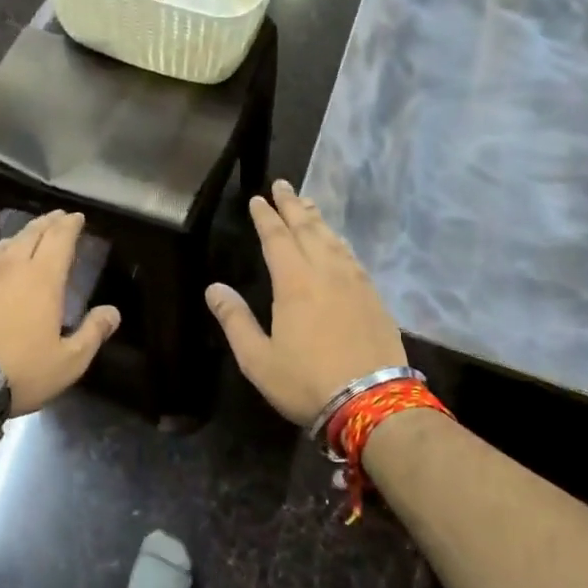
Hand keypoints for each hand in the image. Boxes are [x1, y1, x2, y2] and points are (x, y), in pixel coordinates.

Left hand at [0, 211, 119, 414]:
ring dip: (16, 238)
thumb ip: (93, 333)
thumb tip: (113, 312)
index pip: (60, 239)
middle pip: (31, 235)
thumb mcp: (69, 361)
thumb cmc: (20, 371)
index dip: (70, 225)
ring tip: (24, 238)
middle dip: (47, 224)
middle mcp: (11, 266)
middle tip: (56, 219)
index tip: (76, 217)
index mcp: (44, 278)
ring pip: (0, 245)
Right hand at [205, 180, 406, 426]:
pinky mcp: (374, 297)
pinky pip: (352, 257)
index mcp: (294, 282)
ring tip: (307, 204)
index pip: (277, 238)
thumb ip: (235, 320)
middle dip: (293, 205)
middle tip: (283, 184)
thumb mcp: (258, 359)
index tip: (257, 198)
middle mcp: (326, 272)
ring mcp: (354, 282)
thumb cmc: (306, 381)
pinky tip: (337, 243)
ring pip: (333, 239)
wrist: (372, 402)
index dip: (266, 216)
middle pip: (308, 228)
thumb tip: (214, 288)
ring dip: (317, 219)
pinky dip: (339, 242)